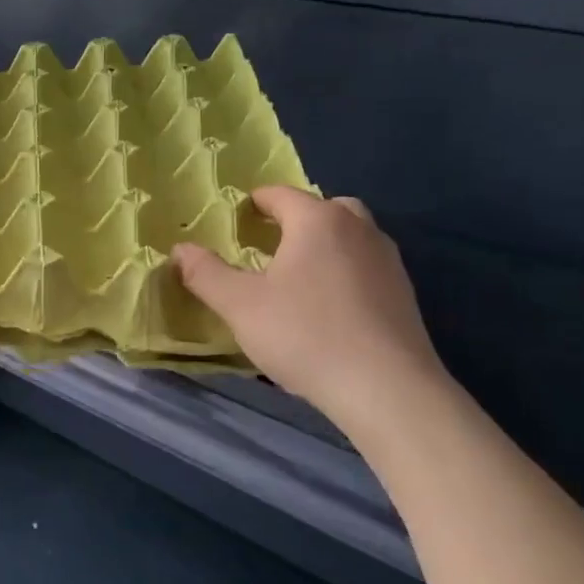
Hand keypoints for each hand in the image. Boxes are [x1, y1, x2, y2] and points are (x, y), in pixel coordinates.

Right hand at [171, 187, 448, 436]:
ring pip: (351, 236)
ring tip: (298, 275)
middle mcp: (358, 229)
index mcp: (317, 221)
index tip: (238, 217)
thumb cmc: (305, 335)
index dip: (256, 202)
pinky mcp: (404, 294)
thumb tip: (180, 250)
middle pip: (325, 208)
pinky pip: (366, 266)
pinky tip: (329, 306)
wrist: (386, 388)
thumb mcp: (241, 306)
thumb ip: (207, 274)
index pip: (281, 195)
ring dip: (325, 244)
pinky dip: (345, 271)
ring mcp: (388, 261)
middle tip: (271, 242)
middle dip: (297, 218)